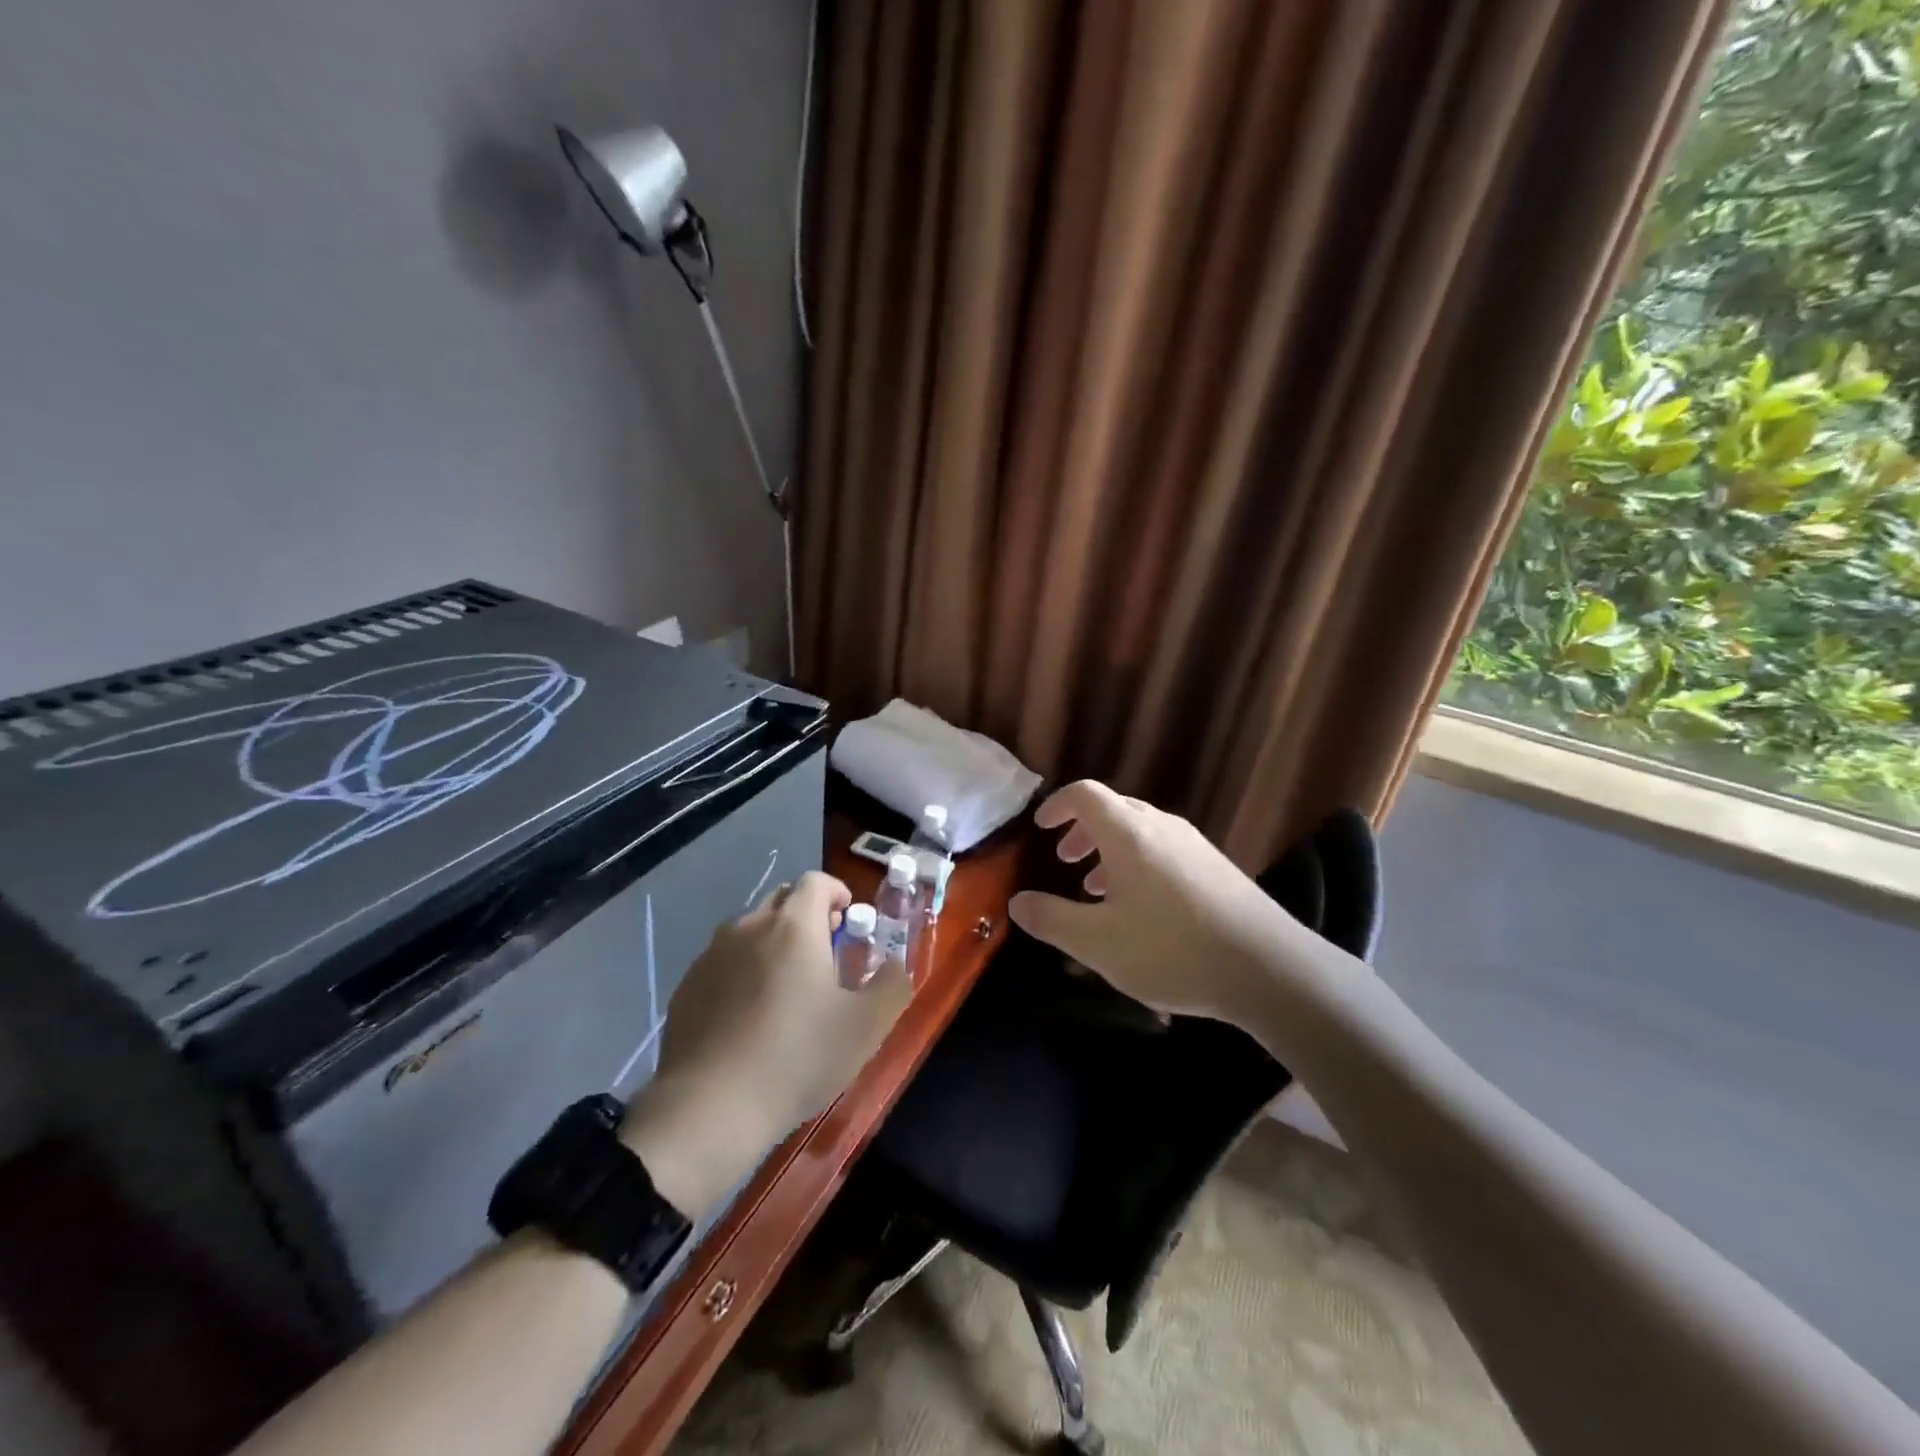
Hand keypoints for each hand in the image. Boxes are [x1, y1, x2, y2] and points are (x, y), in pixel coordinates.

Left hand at [619, 871, 911, 1215]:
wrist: (710, 1107)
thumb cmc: (798, 1057)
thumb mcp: (867, 1026)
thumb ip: (892, 985)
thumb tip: (895, 965)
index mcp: (795, 925)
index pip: (816, 881)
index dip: (836, 892)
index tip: (848, 921)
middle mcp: (750, 926)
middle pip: (782, 900)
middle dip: (806, 914)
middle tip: (824, 952)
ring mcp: (712, 954)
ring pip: (750, 929)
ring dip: (773, 941)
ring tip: (786, 985)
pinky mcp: (687, 985)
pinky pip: (723, 961)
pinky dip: (742, 970)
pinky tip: (748, 1014)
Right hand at [1007, 781, 1302, 1025]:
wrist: (1268, 968)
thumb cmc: (1171, 949)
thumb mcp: (1098, 942)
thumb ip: (1052, 919)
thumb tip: (1017, 902)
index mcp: (1128, 833)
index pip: (1085, 794)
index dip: (1057, 805)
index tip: (1041, 828)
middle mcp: (1161, 827)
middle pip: (1114, 809)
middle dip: (1083, 830)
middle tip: (1065, 860)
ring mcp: (1194, 845)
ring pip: (1141, 831)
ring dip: (1111, 850)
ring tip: (1097, 890)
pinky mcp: (1217, 867)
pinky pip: (1165, 850)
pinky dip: (1139, 863)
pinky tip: (1143, 909)